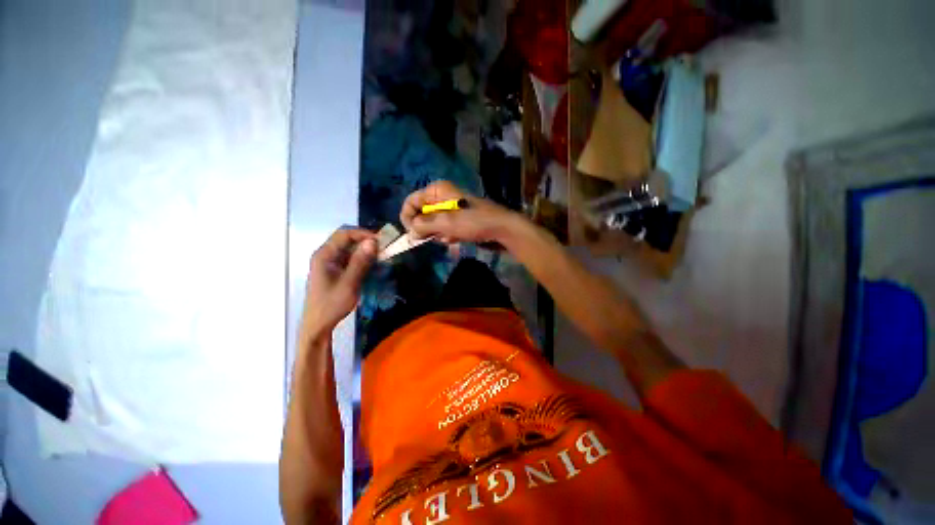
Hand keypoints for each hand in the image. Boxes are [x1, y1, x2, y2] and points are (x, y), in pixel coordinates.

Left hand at [302, 228, 376, 340]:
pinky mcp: (336, 271)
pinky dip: (363, 261)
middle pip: (347, 240)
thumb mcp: (349, 283)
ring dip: (366, 252)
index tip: (380, 241)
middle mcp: (326, 255)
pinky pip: (351, 259)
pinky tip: (374, 267)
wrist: (318, 325)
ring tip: (382, 258)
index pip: (344, 234)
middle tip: (384, 250)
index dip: (363, 234)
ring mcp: (331, 263)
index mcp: (324, 255)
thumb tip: (372, 242)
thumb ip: (360, 262)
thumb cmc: (331, 305)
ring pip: (351, 250)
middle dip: (366, 242)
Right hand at [400, 181, 519, 243]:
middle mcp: (442, 197)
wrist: (502, 229)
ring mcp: (450, 210)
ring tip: (450, 237)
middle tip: (435, 236)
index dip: (408, 217)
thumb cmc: (474, 222)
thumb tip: (410, 232)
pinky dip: (447, 236)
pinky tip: (457, 238)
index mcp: (437, 191)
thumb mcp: (446, 223)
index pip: (411, 201)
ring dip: (438, 234)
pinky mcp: (458, 221)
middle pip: (421, 214)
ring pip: (432, 225)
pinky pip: (444, 230)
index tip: (411, 233)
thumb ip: (423, 226)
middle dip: (426, 228)